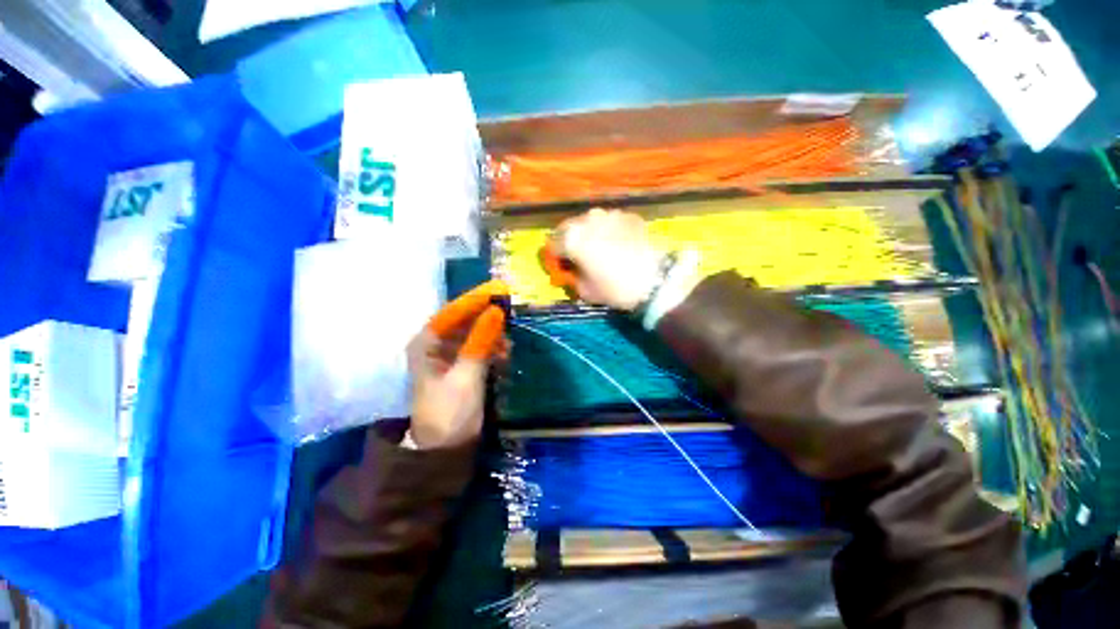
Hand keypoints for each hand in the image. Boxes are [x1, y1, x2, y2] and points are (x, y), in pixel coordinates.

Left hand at [408, 281, 507, 449]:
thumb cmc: (449, 412)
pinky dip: (493, 347)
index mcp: (426, 344)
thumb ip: (481, 342)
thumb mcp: (466, 376)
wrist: (444, 450)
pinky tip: (504, 354)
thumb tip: (497, 310)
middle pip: (464, 320)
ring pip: (474, 333)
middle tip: (509, 312)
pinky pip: (480, 347)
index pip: (452, 312)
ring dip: (492, 334)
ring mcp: (450, 355)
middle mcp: (436, 344)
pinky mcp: (462, 365)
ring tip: (508, 344)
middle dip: (487, 316)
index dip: (475, 300)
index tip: (498, 290)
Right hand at [553, 208, 663, 310]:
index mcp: (572, 238)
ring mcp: (610, 214)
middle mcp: (587, 219)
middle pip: (570, 228)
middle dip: (571, 241)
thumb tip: (572, 270)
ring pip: (591, 222)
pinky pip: (612, 223)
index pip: (552, 243)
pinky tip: (619, 245)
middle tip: (579, 256)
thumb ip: (572, 277)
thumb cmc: (614, 288)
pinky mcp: (629, 216)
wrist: (654, 282)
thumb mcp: (585, 291)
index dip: (556, 256)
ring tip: (600, 249)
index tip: (562, 265)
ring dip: (590, 233)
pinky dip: (610, 231)